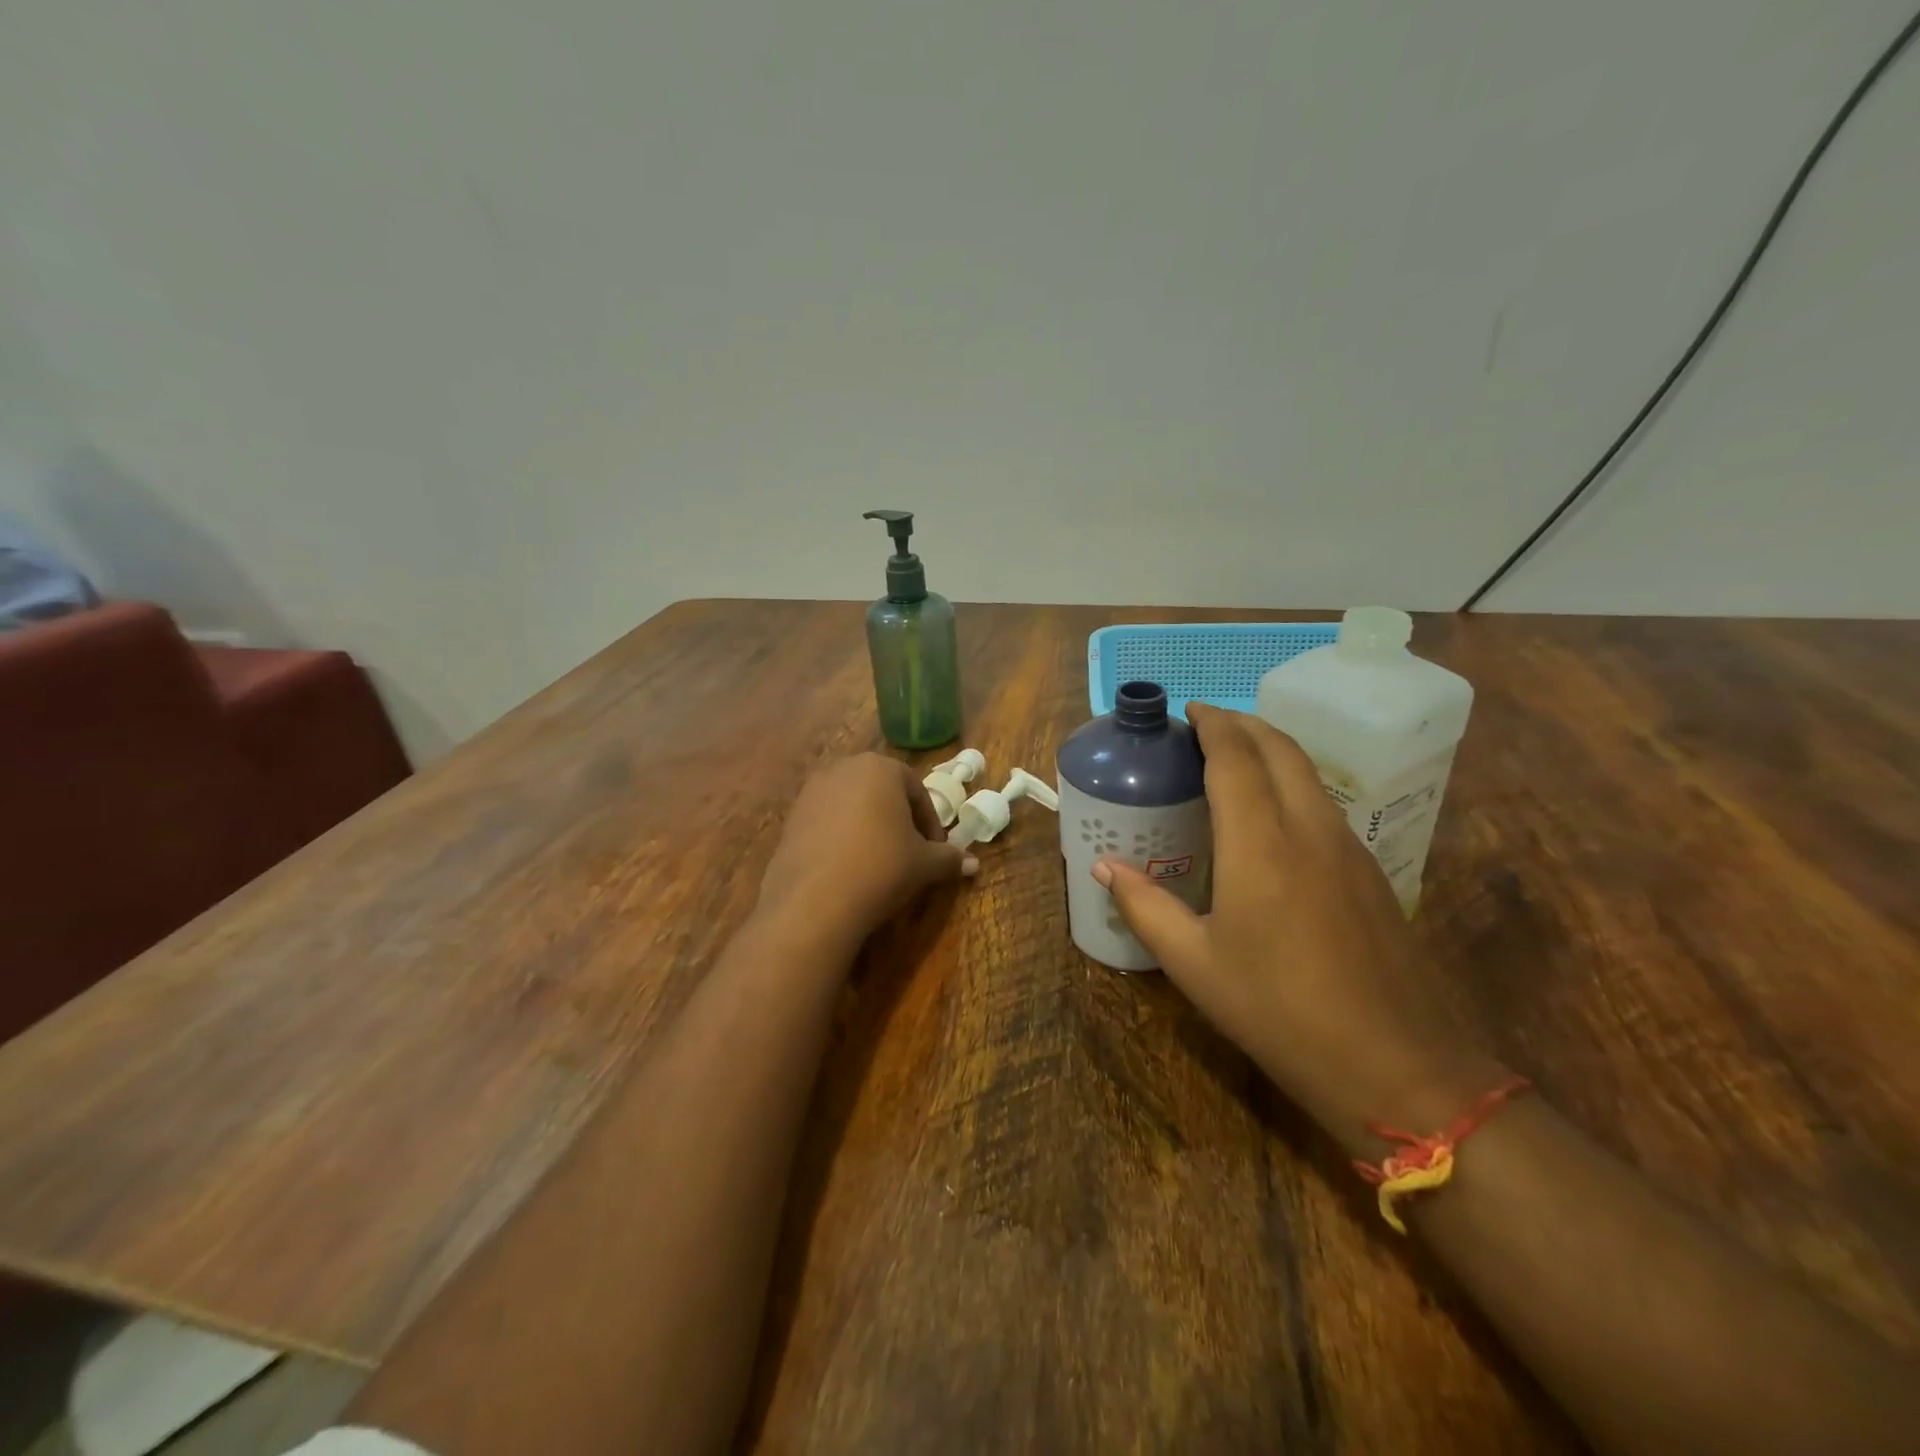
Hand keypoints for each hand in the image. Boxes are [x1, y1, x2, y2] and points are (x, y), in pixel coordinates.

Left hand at [757, 754, 974, 952]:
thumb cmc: (881, 867)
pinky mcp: (790, 818)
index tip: (936, 851)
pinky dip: (841, 839)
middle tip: (910, 852)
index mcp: (880, 768)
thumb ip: (949, 858)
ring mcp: (812, 792)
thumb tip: (974, 864)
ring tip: (878, 863)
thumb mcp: (924, 864)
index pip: (917, 790)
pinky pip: (827, 823)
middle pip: (882, 792)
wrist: (813, 900)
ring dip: (869, 828)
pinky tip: (848, 869)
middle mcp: (843, 769)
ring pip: (852, 806)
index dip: (930, 822)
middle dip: (899, 819)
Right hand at [1094, 704, 1500, 1152]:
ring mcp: (1349, 848)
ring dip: (1271, 750)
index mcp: (1260, 843)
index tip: (1188, 710)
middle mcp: (1309, 829)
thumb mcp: (1194, 964)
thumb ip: (1146, 906)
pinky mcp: (1372, 872)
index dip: (1211, 725)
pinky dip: (1293, 783)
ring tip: (1235, 759)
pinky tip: (1273, 816)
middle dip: (1243, 724)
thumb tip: (1106, 867)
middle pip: (1280, 749)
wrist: (1395, 1064)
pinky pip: (1325, 804)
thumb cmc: (1277, 1010)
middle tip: (1206, 724)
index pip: (1235, 758)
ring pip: (1309, 773)